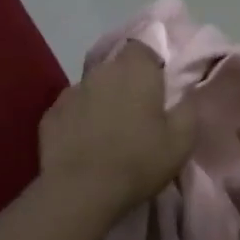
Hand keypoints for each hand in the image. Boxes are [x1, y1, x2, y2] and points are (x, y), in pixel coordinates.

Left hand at [40, 42, 195, 216]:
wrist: (81, 191)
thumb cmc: (139, 161)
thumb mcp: (182, 141)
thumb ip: (189, 109)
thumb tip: (187, 93)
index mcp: (136, 70)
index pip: (143, 48)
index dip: (152, 65)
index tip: (159, 88)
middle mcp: (101, 72)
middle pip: (116, 66)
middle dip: (127, 82)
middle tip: (138, 111)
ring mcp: (71, 92)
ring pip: (93, 87)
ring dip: (102, 100)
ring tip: (110, 129)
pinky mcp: (50, 115)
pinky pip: (71, 109)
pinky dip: (79, 119)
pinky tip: (85, 142)